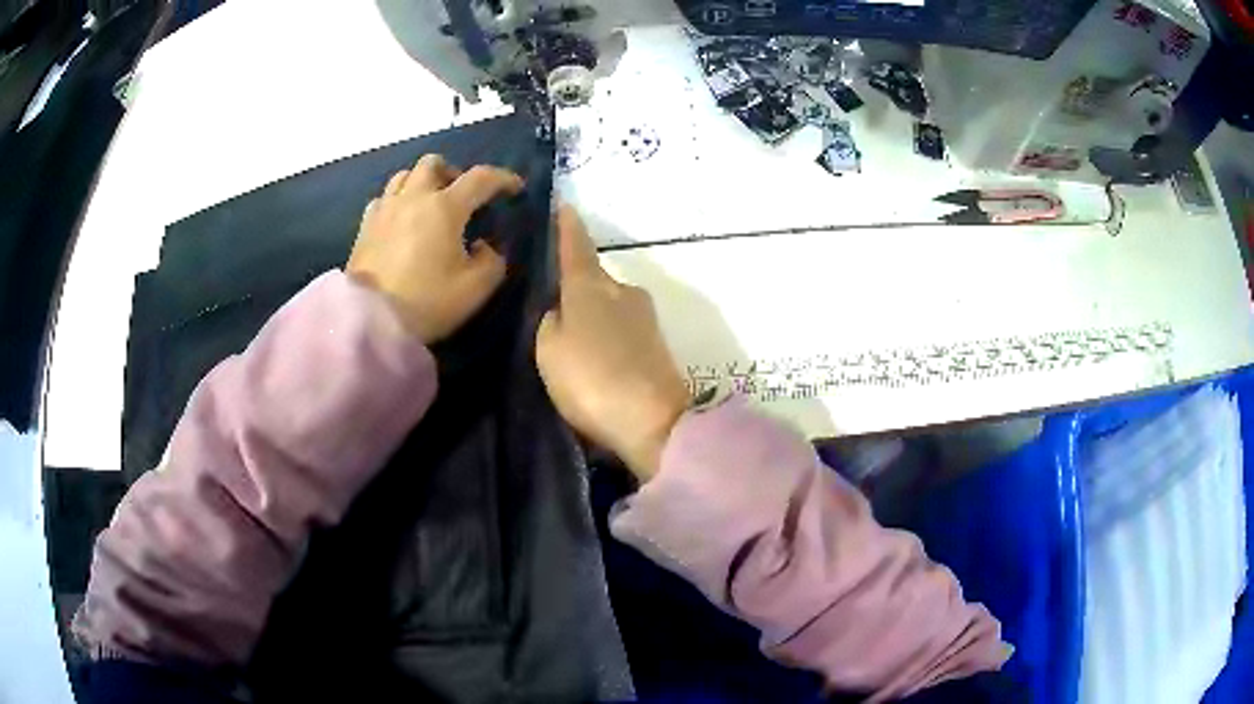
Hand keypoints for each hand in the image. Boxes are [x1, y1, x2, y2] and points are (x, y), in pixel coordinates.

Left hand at [347, 155, 523, 342]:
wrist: (370, 320)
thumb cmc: (426, 302)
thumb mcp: (475, 289)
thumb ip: (492, 261)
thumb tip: (484, 246)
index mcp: (445, 207)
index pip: (481, 178)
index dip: (502, 179)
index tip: (515, 189)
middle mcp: (414, 197)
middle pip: (434, 163)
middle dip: (453, 172)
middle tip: (461, 195)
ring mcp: (385, 209)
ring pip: (405, 175)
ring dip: (422, 182)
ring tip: (429, 204)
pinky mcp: (365, 226)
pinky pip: (383, 198)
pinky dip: (397, 201)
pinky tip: (401, 221)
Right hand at [536, 206, 689, 480]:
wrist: (653, 421)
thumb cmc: (591, 379)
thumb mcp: (549, 349)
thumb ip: (550, 322)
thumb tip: (562, 310)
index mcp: (592, 286)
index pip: (576, 245)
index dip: (567, 226)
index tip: (563, 204)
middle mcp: (623, 291)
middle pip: (593, 279)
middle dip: (575, 286)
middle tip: (551, 303)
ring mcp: (645, 317)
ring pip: (608, 305)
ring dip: (592, 315)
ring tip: (571, 339)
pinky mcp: (657, 344)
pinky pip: (621, 328)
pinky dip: (606, 335)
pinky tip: (594, 357)